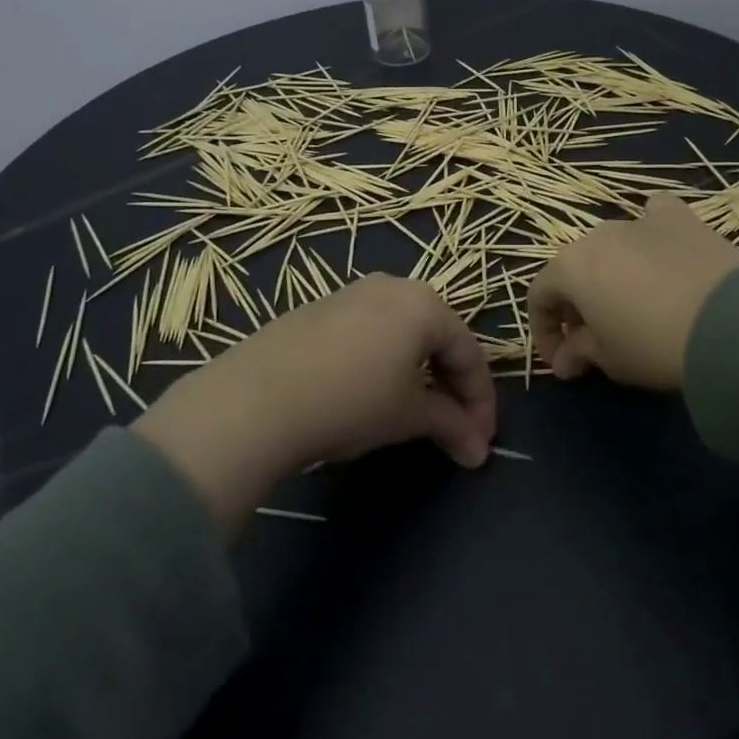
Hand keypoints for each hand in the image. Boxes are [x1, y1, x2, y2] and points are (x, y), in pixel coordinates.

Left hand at [133, 275, 496, 533]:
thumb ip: (451, 426)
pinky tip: (368, 395)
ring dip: (418, 374)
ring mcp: (349, 294)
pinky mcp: (316, 310)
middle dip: (452, 387)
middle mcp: (391, 286)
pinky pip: (366, 334)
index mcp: (424, 303)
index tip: (482, 441)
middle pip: (437, 338)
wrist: (255, 399)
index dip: (481, 401)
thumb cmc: (351, 400)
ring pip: (401, 334)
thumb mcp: (408, 415)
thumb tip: (478, 451)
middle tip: (456, 430)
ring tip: (415, 415)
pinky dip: (382, 363)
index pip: (469, 353)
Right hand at [529, 193, 738, 391]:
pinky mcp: (680, 217)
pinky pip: (655, 215)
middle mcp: (597, 235)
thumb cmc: (654, 345)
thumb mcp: (610, 360)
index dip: (544, 331)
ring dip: (611, 272)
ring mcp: (639, 221)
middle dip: (578, 303)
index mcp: (570, 267)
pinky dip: (651, 231)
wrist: (730, 323)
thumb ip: (579, 353)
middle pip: (575, 268)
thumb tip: (564, 360)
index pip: (539, 296)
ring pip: (612, 245)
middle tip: (595, 337)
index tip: (562, 361)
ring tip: (632, 301)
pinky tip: (661, 248)